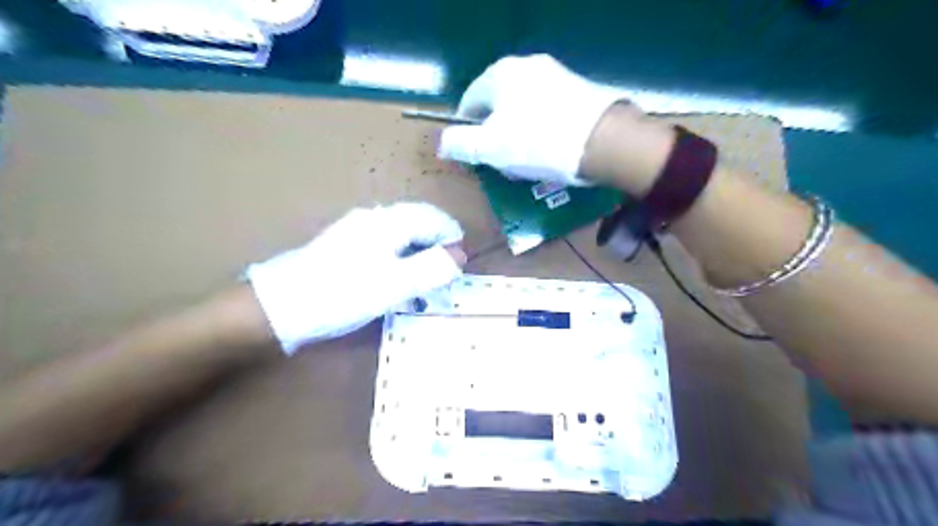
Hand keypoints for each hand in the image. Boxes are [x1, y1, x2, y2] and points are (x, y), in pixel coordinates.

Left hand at [247, 204, 462, 355]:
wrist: (280, 306)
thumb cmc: (343, 293)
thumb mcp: (394, 285)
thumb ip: (431, 268)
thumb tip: (459, 256)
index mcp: (388, 222)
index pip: (433, 218)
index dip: (452, 238)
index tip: (459, 265)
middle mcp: (373, 218)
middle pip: (417, 223)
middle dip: (436, 246)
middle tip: (444, 275)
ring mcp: (356, 230)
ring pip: (401, 234)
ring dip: (419, 253)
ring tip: (424, 281)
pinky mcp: (344, 245)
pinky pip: (384, 245)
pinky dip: (400, 259)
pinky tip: (395, 280)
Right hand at [437, 52, 624, 186]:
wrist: (603, 141)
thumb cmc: (538, 143)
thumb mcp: (490, 148)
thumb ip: (460, 143)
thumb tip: (442, 143)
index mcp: (499, 74)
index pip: (469, 103)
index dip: (467, 132)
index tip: (475, 156)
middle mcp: (526, 66)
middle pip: (497, 106)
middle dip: (495, 135)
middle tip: (502, 162)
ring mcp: (555, 75)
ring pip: (523, 109)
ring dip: (518, 134)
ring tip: (528, 161)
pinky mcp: (578, 89)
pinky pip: (547, 111)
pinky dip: (541, 130)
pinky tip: (550, 150)